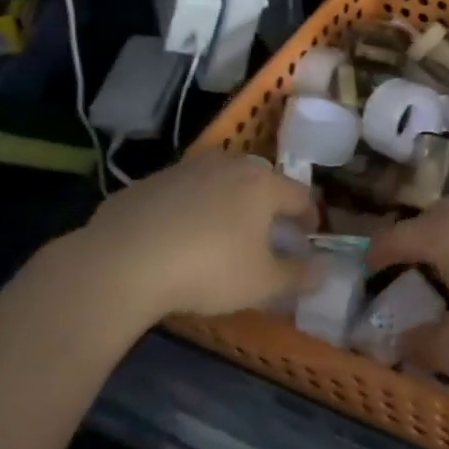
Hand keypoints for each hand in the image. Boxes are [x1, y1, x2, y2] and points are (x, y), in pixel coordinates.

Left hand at [55, 152, 318, 321]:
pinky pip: (183, 193)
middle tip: (268, 233)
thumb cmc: (208, 269)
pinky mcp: (149, 181)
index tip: (309, 235)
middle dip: (269, 205)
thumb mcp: (261, 283)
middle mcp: (228, 165)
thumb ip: (298, 275)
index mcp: (262, 184)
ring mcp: (186, 169)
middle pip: (260, 181)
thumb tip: (325, 269)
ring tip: (223, 232)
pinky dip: (190, 208)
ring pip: (219, 181)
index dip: (309, 216)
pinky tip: (178, 236)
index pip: (300, 194)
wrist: (123, 261)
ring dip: (228, 202)